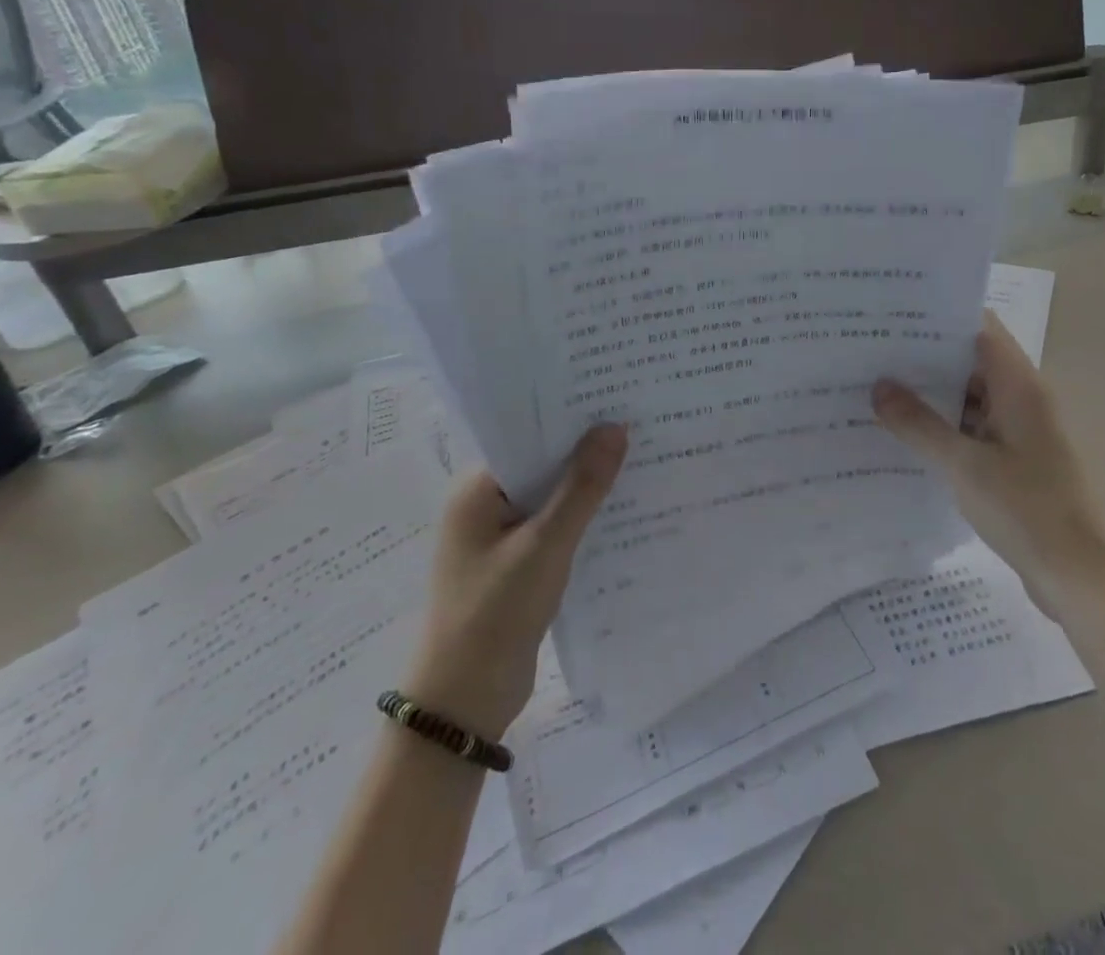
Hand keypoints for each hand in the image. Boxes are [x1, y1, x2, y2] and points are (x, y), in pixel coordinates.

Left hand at [405, 424, 627, 739]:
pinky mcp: (517, 564)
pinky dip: (582, 518)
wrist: (464, 706)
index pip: (528, 435)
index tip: (615, 398)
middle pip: (542, 463)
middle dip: (585, 450)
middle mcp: (485, 505)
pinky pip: (555, 526)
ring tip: (641, 457)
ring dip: (587, 485)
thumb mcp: (545, 546)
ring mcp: (500, 536)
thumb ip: (581, 487)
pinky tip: (622, 509)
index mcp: (477, 490)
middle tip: (638, 423)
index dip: (570, 417)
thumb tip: (614, 427)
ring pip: (552, 496)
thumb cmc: (494, 616)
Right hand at [873, 313, 1104, 594]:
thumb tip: (879, 386)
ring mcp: (1020, 430)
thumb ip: (919, 424)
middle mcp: (1022, 399)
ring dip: (933, 394)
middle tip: (874, 351)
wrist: (1076, 575)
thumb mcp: (964, 465)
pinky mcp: (1014, 459)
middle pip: (972, 361)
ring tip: (880, 388)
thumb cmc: (1025, 509)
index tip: (897, 313)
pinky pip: (974, 428)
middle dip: (926, 356)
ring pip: (971, 397)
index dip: (941, 316)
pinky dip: (945, 426)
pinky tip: (907, 433)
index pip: (980, 328)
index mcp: (1019, 387)